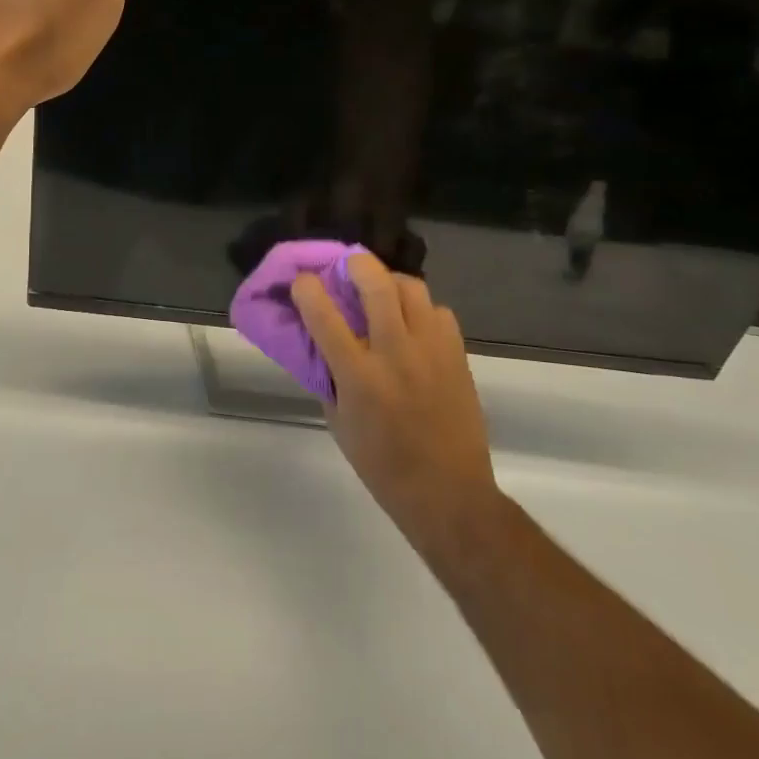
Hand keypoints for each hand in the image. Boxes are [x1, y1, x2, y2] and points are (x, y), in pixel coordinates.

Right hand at [293, 254, 502, 565]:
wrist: (449, 494)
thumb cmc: (383, 466)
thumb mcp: (339, 423)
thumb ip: (329, 377)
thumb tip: (321, 343)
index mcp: (359, 376)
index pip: (324, 315)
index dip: (307, 288)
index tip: (301, 281)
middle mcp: (395, 353)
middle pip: (376, 283)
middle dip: (356, 264)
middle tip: (347, 268)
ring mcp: (431, 351)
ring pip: (412, 288)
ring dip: (391, 283)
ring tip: (383, 294)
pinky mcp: (458, 356)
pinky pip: (438, 312)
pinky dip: (421, 310)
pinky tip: (413, 326)